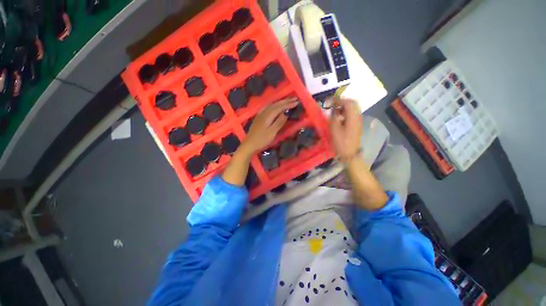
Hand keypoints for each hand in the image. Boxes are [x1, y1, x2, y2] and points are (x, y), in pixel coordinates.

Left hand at [240, 98, 297, 155]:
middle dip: (285, 101)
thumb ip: (279, 122)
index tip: (296, 102)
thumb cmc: (261, 140)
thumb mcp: (272, 132)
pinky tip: (273, 106)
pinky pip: (267, 107)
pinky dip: (273, 105)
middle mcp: (263, 113)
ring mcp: (260, 115)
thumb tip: (286, 113)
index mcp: (267, 116)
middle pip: (275, 105)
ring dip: (279, 102)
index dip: (288, 104)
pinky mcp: (258, 118)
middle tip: (294, 99)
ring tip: (287, 100)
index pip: (279, 107)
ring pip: (271, 105)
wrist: (249, 145)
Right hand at [329, 98, 362, 161]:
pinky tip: (339, 118)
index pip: (348, 102)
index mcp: (353, 117)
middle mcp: (358, 117)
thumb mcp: (334, 129)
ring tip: (334, 111)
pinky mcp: (356, 126)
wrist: (349, 154)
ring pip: (352, 109)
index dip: (339, 100)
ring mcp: (358, 121)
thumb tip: (334, 111)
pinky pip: (351, 115)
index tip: (330, 102)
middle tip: (333, 105)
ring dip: (343, 108)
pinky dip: (345, 113)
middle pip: (352, 104)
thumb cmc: (341, 142)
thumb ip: (334, 117)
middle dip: (342, 102)